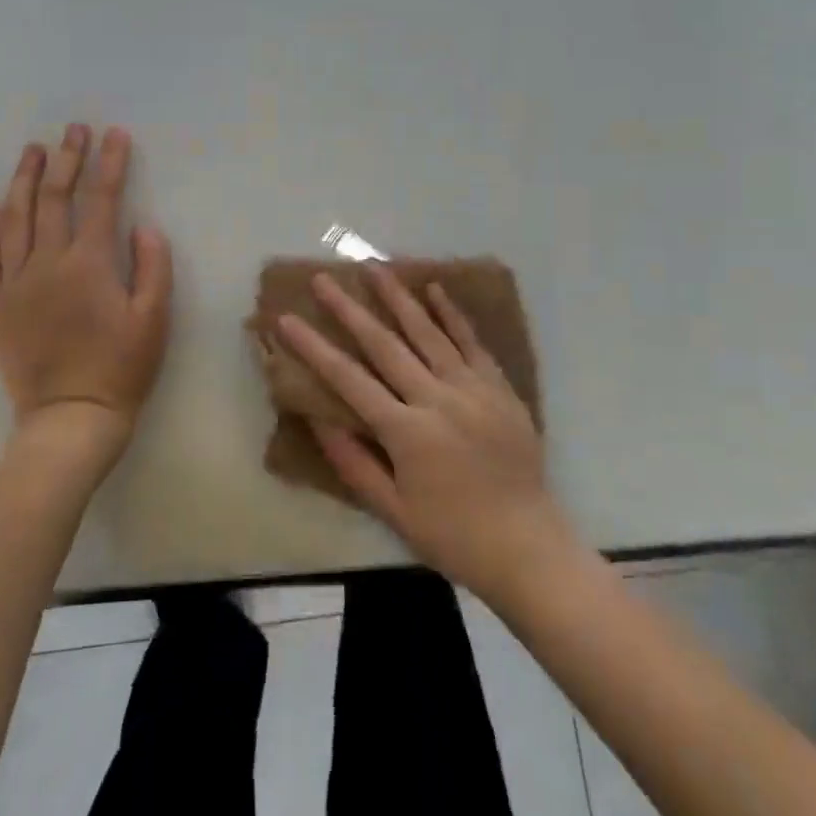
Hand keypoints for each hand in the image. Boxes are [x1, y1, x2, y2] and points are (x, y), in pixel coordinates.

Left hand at [0, 125, 172, 466]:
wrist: (70, 418)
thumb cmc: (121, 369)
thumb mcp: (155, 320)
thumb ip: (152, 267)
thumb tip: (142, 225)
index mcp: (90, 263)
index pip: (101, 199)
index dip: (110, 164)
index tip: (115, 135)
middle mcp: (48, 262)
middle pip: (54, 198)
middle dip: (66, 158)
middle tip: (73, 130)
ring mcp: (16, 281)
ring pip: (15, 217)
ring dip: (24, 179)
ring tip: (32, 149)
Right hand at [277, 267, 572, 606]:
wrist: (529, 548)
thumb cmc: (453, 536)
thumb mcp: (393, 511)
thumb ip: (353, 462)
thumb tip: (318, 418)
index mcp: (407, 433)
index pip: (348, 379)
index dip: (314, 347)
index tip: (286, 319)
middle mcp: (437, 400)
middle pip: (385, 345)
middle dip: (349, 309)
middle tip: (324, 279)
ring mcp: (473, 389)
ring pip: (428, 333)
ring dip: (398, 298)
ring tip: (374, 268)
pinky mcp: (499, 389)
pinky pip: (472, 343)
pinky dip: (452, 315)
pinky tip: (434, 289)